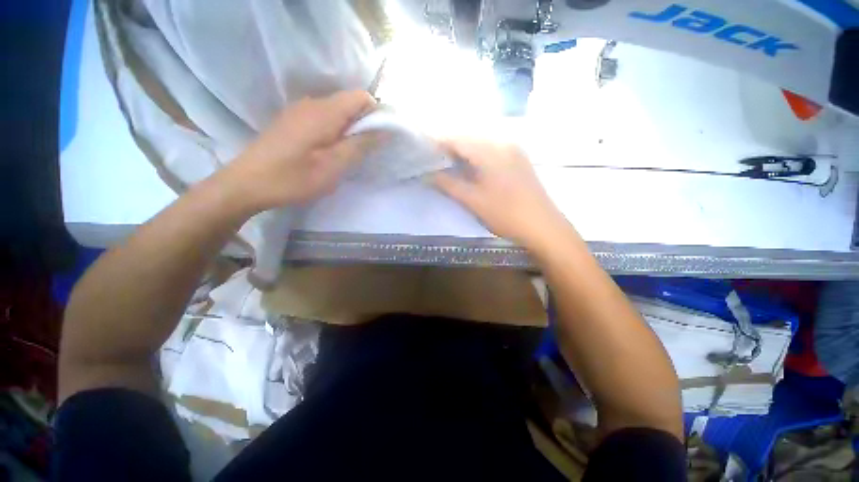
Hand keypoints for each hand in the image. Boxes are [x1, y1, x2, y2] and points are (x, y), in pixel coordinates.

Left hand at [222, 90, 379, 211]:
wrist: (247, 184)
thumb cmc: (294, 177)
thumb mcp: (334, 165)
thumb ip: (360, 145)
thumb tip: (383, 130)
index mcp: (325, 111)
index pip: (361, 97)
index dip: (375, 114)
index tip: (377, 139)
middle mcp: (312, 103)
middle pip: (349, 104)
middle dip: (362, 125)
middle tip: (360, 154)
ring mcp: (299, 111)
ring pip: (336, 113)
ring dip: (347, 131)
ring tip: (343, 156)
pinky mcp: (291, 121)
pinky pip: (322, 119)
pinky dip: (332, 132)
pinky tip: (325, 153)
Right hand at [433, 139, 574, 249]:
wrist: (543, 226)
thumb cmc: (505, 214)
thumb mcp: (473, 201)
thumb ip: (448, 184)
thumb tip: (427, 174)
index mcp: (490, 150)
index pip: (457, 139)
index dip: (438, 143)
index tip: (423, 151)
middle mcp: (503, 142)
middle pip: (469, 137)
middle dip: (450, 146)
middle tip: (434, 159)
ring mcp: (514, 150)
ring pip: (481, 143)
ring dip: (464, 151)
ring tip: (450, 163)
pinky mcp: (519, 159)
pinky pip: (492, 150)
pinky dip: (477, 155)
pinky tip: (472, 167)